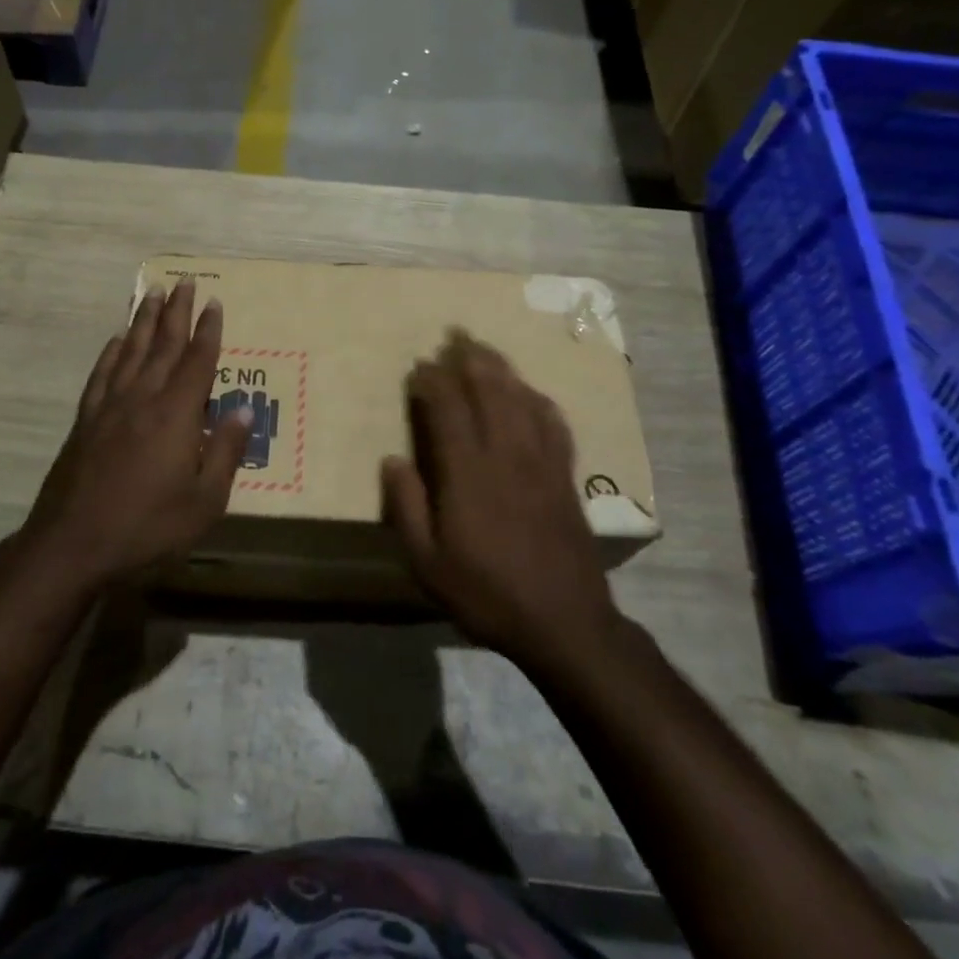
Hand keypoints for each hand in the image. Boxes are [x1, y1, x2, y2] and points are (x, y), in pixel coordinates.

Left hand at [23, 279, 250, 589]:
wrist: (73, 544)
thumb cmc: (148, 526)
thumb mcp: (204, 501)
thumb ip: (226, 453)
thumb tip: (244, 409)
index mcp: (177, 414)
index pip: (198, 361)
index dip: (208, 330)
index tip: (213, 302)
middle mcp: (144, 399)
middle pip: (164, 345)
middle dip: (176, 311)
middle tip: (184, 281)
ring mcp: (110, 407)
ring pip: (131, 351)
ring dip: (144, 320)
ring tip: (152, 294)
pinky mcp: (85, 421)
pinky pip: (102, 375)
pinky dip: (111, 353)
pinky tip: (116, 340)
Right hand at [381, 330, 625, 672]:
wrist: (564, 623)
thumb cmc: (486, 594)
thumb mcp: (428, 563)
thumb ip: (406, 507)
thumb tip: (392, 459)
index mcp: (468, 473)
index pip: (448, 409)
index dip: (433, 381)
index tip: (420, 365)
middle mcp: (506, 455)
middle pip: (490, 391)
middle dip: (470, 358)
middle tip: (455, 336)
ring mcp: (541, 462)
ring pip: (522, 400)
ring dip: (503, 370)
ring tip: (486, 349)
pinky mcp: (565, 476)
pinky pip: (554, 424)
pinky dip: (539, 400)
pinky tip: (532, 393)